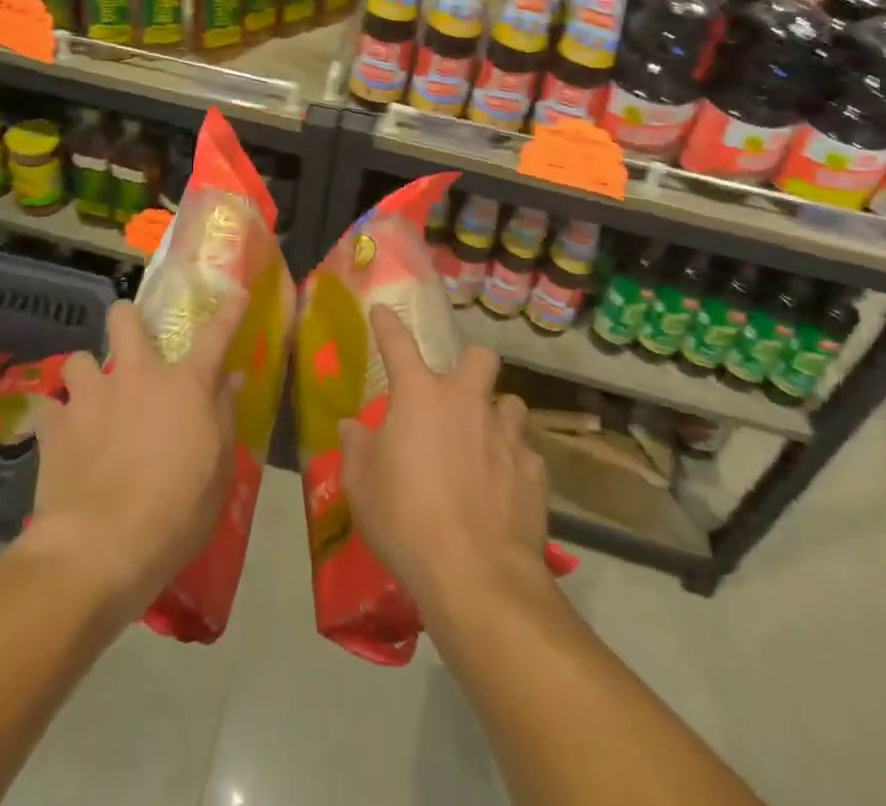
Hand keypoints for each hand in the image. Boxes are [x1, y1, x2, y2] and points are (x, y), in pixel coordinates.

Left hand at [22, 297, 243, 618]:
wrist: (99, 547)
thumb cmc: (175, 511)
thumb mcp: (218, 470)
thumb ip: (224, 415)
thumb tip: (232, 378)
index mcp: (185, 384)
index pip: (215, 335)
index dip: (229, 311)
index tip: (237, 292)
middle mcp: (137, 374)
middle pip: (125, 318)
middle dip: (127, 318)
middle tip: (131, 340)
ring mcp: (91, 396)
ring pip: (79, 359)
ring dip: (86, 375)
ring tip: (89, 398)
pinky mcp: (55, 426)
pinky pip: (49, 408)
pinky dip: (56, 419)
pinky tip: (60, 438)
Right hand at [339, 305, 551, 612]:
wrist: (476, 574)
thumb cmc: (406, 520)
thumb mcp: (361, 487)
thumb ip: (356, 449)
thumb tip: (350, 427)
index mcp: (420, 396)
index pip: (399, 343)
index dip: (388, 325)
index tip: (382, 311)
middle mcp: (467, 402)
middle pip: (480, 357)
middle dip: (471, 365)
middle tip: (457, 393)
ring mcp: (506, 434)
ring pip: (511, 404)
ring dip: (497, 417)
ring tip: (484, 444)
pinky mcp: (534, 470)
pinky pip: (525, 453)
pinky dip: (513, 464)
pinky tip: (502, 489)